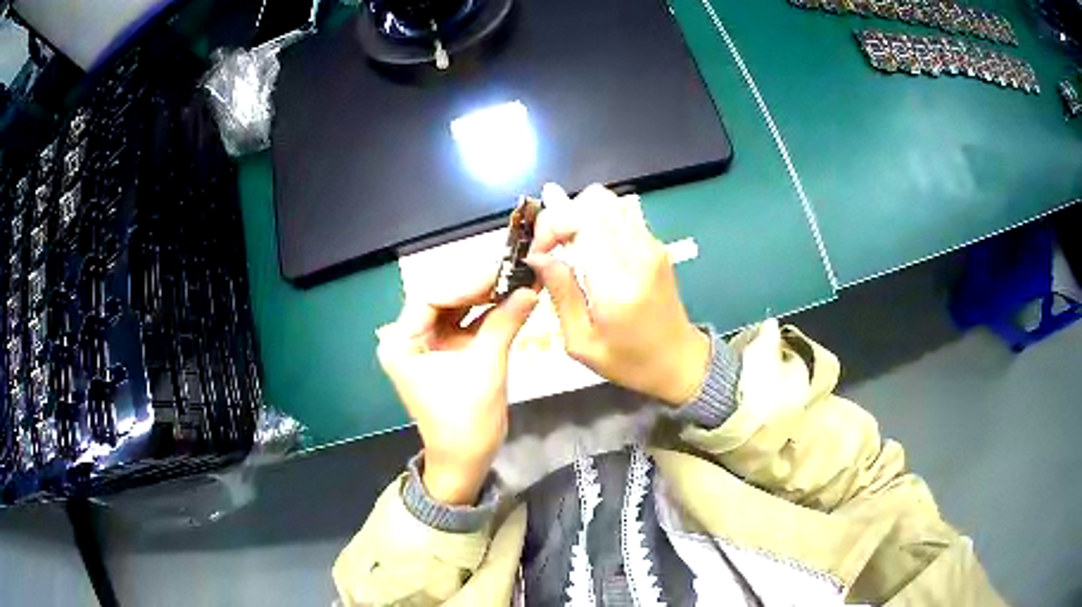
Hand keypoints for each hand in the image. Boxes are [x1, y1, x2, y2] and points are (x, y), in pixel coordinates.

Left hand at [377, 283, 537, 505]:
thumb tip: (531, 288)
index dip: (468, 282)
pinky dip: (490, 315)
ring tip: (518, 280)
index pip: (432, 297)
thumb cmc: (466, 421)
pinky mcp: (448, 353)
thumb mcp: (486, 368)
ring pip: (458, 310)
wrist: (466, 462)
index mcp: (402, 342)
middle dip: (480, 286)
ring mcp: (429, 345)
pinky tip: (514, 301)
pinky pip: (468, 326)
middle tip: (515, 270)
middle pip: (445, 299)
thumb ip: (505, 323)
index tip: (503, 271)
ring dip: (487, 297)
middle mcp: (410, 338)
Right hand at [526, 183, 710, 405]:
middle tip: (549, 248)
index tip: (537, 253)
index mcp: (618, 284)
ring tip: (566, 247)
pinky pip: (620, 215)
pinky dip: (596, 221)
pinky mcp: (656, 244)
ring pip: (608, 201)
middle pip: (594, 200)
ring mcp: (651, 245)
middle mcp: (638, 254)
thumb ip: (561, 294)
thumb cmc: (629, 362)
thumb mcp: (582, 343)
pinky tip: (588, 249)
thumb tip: (538, 256)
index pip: (580, 221)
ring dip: (579, 215)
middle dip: (561, 216)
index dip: (550, 227)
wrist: (679, 361)